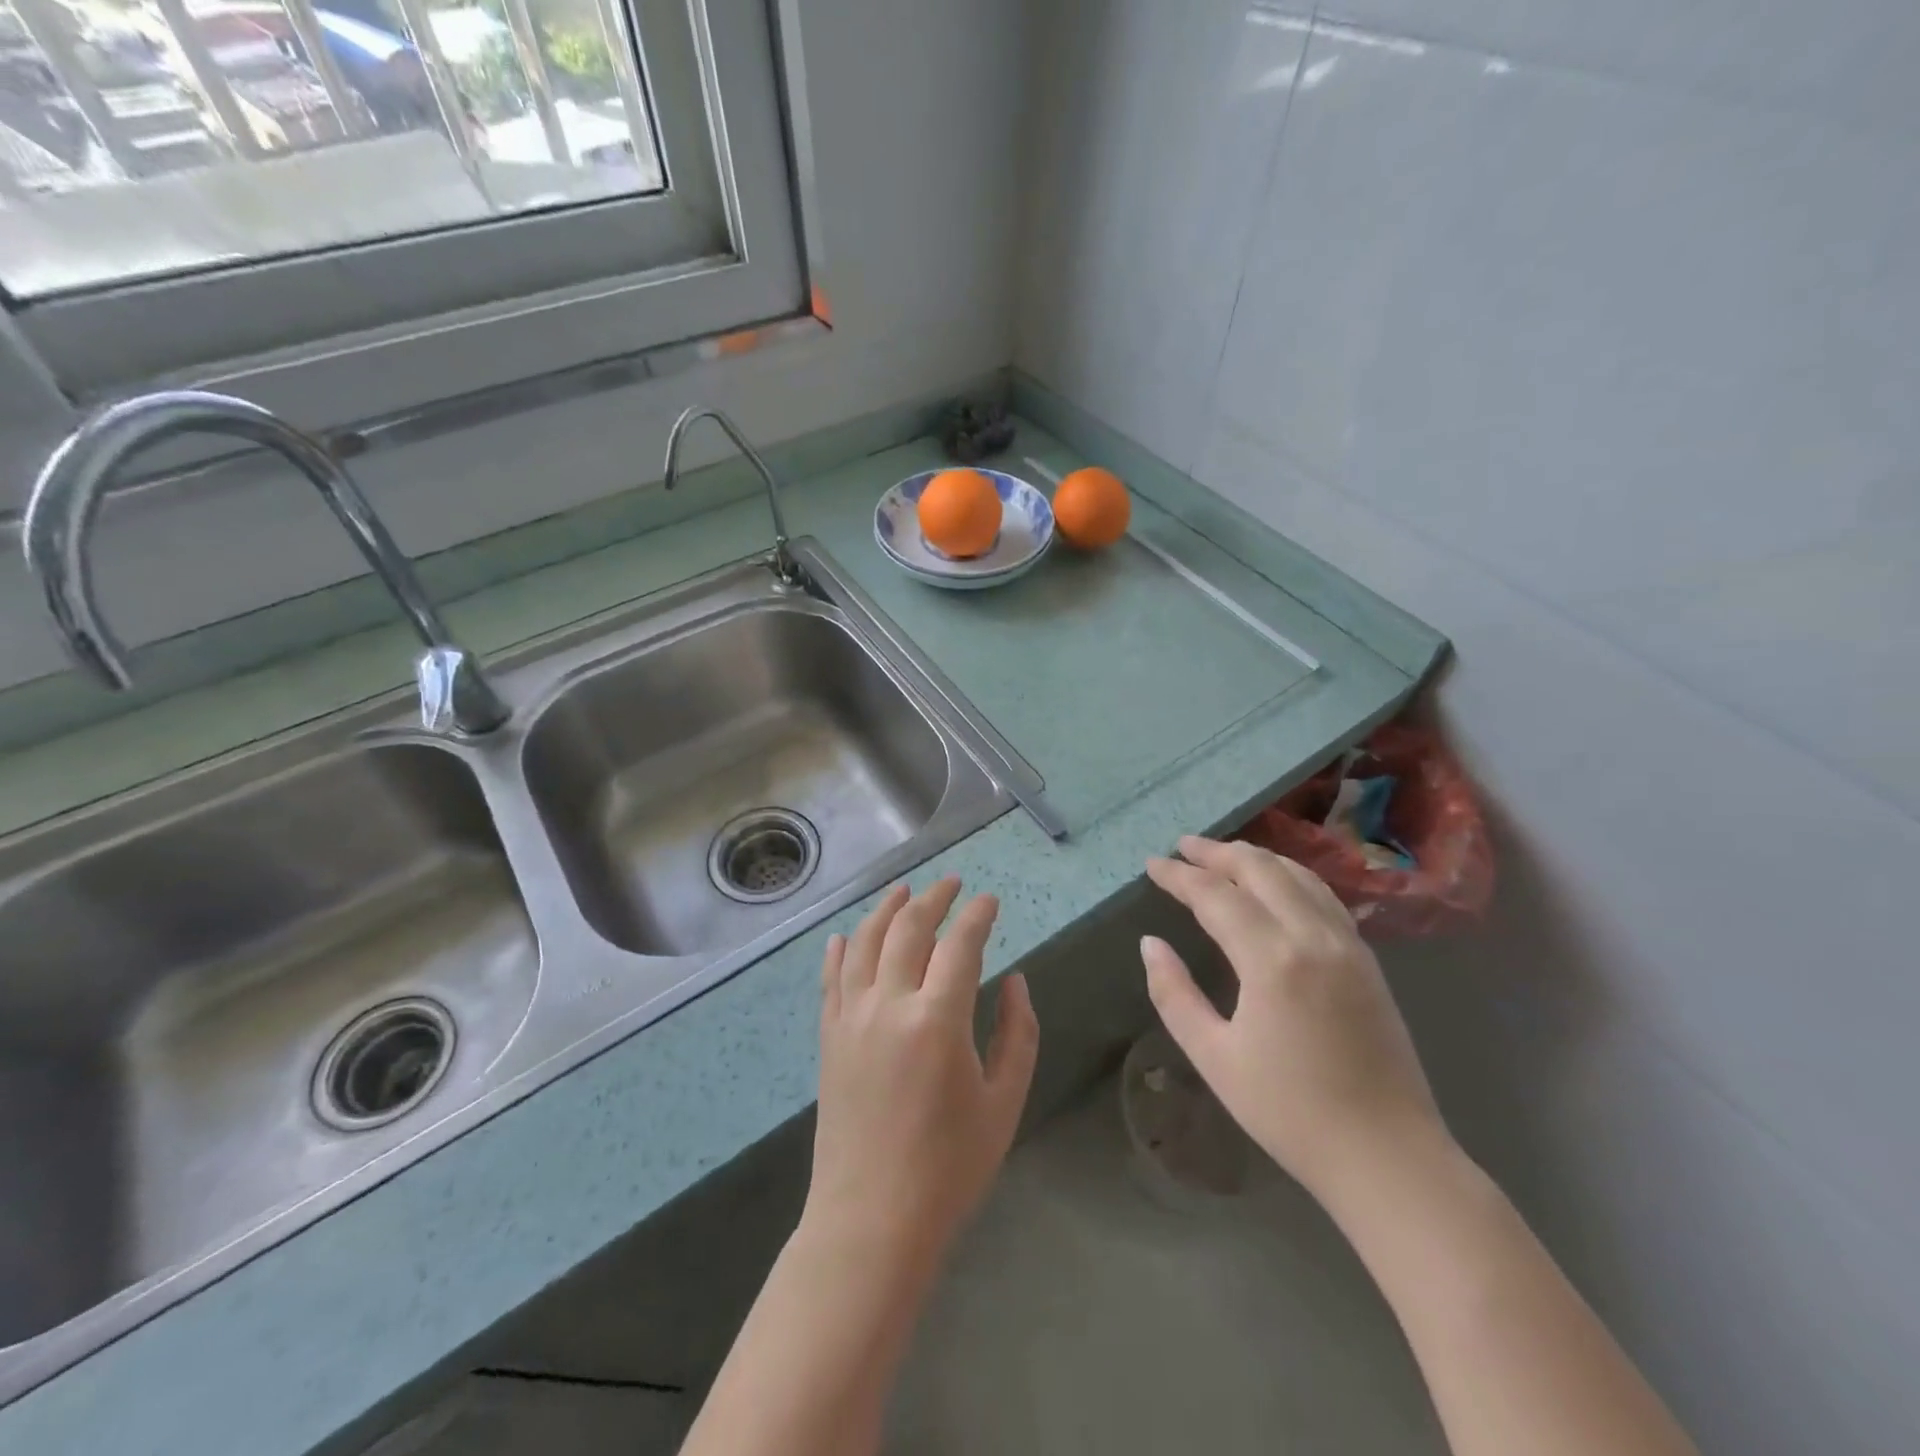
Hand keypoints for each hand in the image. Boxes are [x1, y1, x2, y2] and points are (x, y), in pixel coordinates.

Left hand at [808, 877, 1038, 1265]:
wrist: (872, 1220)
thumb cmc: (950, 1167)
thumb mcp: (1004, 1102)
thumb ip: (1017, 1033)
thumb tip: (1014, 980)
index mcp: (938, 1020)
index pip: (960, 944)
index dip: (977, 915)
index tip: (990, 900)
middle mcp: (889, 1004)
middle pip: (909, 929)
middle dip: (933, 899)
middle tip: (952, 885)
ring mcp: (851, 1018)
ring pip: (864, 942)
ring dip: (886, 910)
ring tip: (903, 890)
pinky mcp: (828, 1037)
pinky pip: (831, 978)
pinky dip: (839, 949)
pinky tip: (845, 935)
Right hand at [1141, 836, 1449, 1209]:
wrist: (1388, 1157)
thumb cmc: (1290, 1112)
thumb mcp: (1214, 1058)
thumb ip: (1174, 994)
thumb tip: (1151, 944)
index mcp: (1272, 960)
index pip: (1215, 896)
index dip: (1179, 876)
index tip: (1152, 864)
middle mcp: (1313, 937)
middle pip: (1260, 869)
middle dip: (1217, 853)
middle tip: (1183, 847)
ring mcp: (1348, 945)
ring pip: (1298, 875)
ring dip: (1256, 858)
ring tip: (1223, 856)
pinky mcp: (1367, 960)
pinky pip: (1324, 896)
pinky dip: (1291, 876)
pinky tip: (1277, 885)